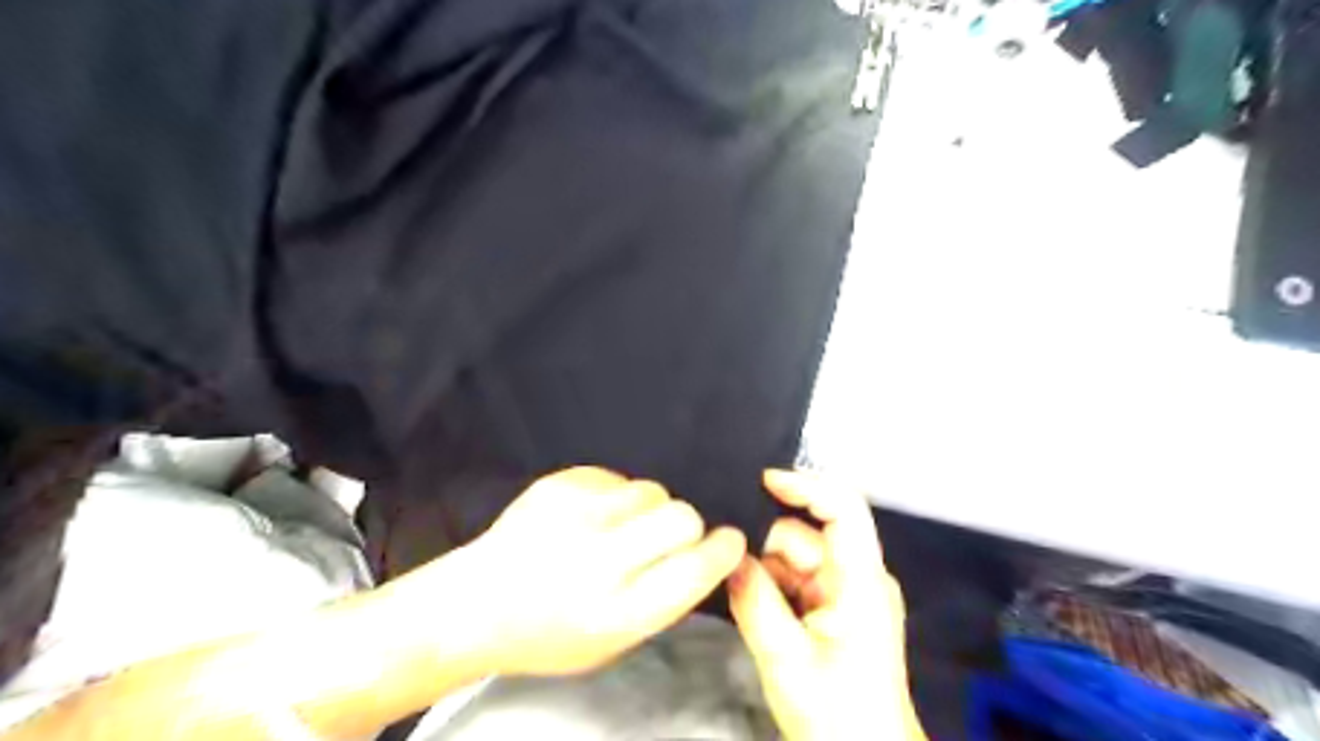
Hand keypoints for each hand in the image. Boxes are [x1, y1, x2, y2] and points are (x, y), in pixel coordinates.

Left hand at [409, 470, 747, 675]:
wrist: (476, 603)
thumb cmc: (550, 633)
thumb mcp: (612, 643)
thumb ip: (662, 600)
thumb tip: (702, 555)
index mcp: (617, 613)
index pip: (694, 570)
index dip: (723, 551)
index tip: (731, 540)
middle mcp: (599, 561)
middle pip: (681, 517)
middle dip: (687, 526)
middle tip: (666, 538)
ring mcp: (575, 515)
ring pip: (652, 490)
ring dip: (648, 509)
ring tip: (619, 528)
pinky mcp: (558, 484)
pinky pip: (616, 477)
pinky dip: (615, 497)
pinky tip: (589, 517)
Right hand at [720, 471, 925, 736]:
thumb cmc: (837, 716)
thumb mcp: (786, 659)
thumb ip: (754, 600)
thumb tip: (725, 555)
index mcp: (860, 579)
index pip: (843, 507)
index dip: (804, 485)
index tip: (758, 480)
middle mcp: (857, 575)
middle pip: (804, 535)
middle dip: (763, 545)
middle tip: (722, 559)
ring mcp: (845, 592)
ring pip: (793, 558)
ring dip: (762, 569)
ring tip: (730, 586)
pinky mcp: (833, 609)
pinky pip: (794, 580)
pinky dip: (769, 585)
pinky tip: (747, 599)